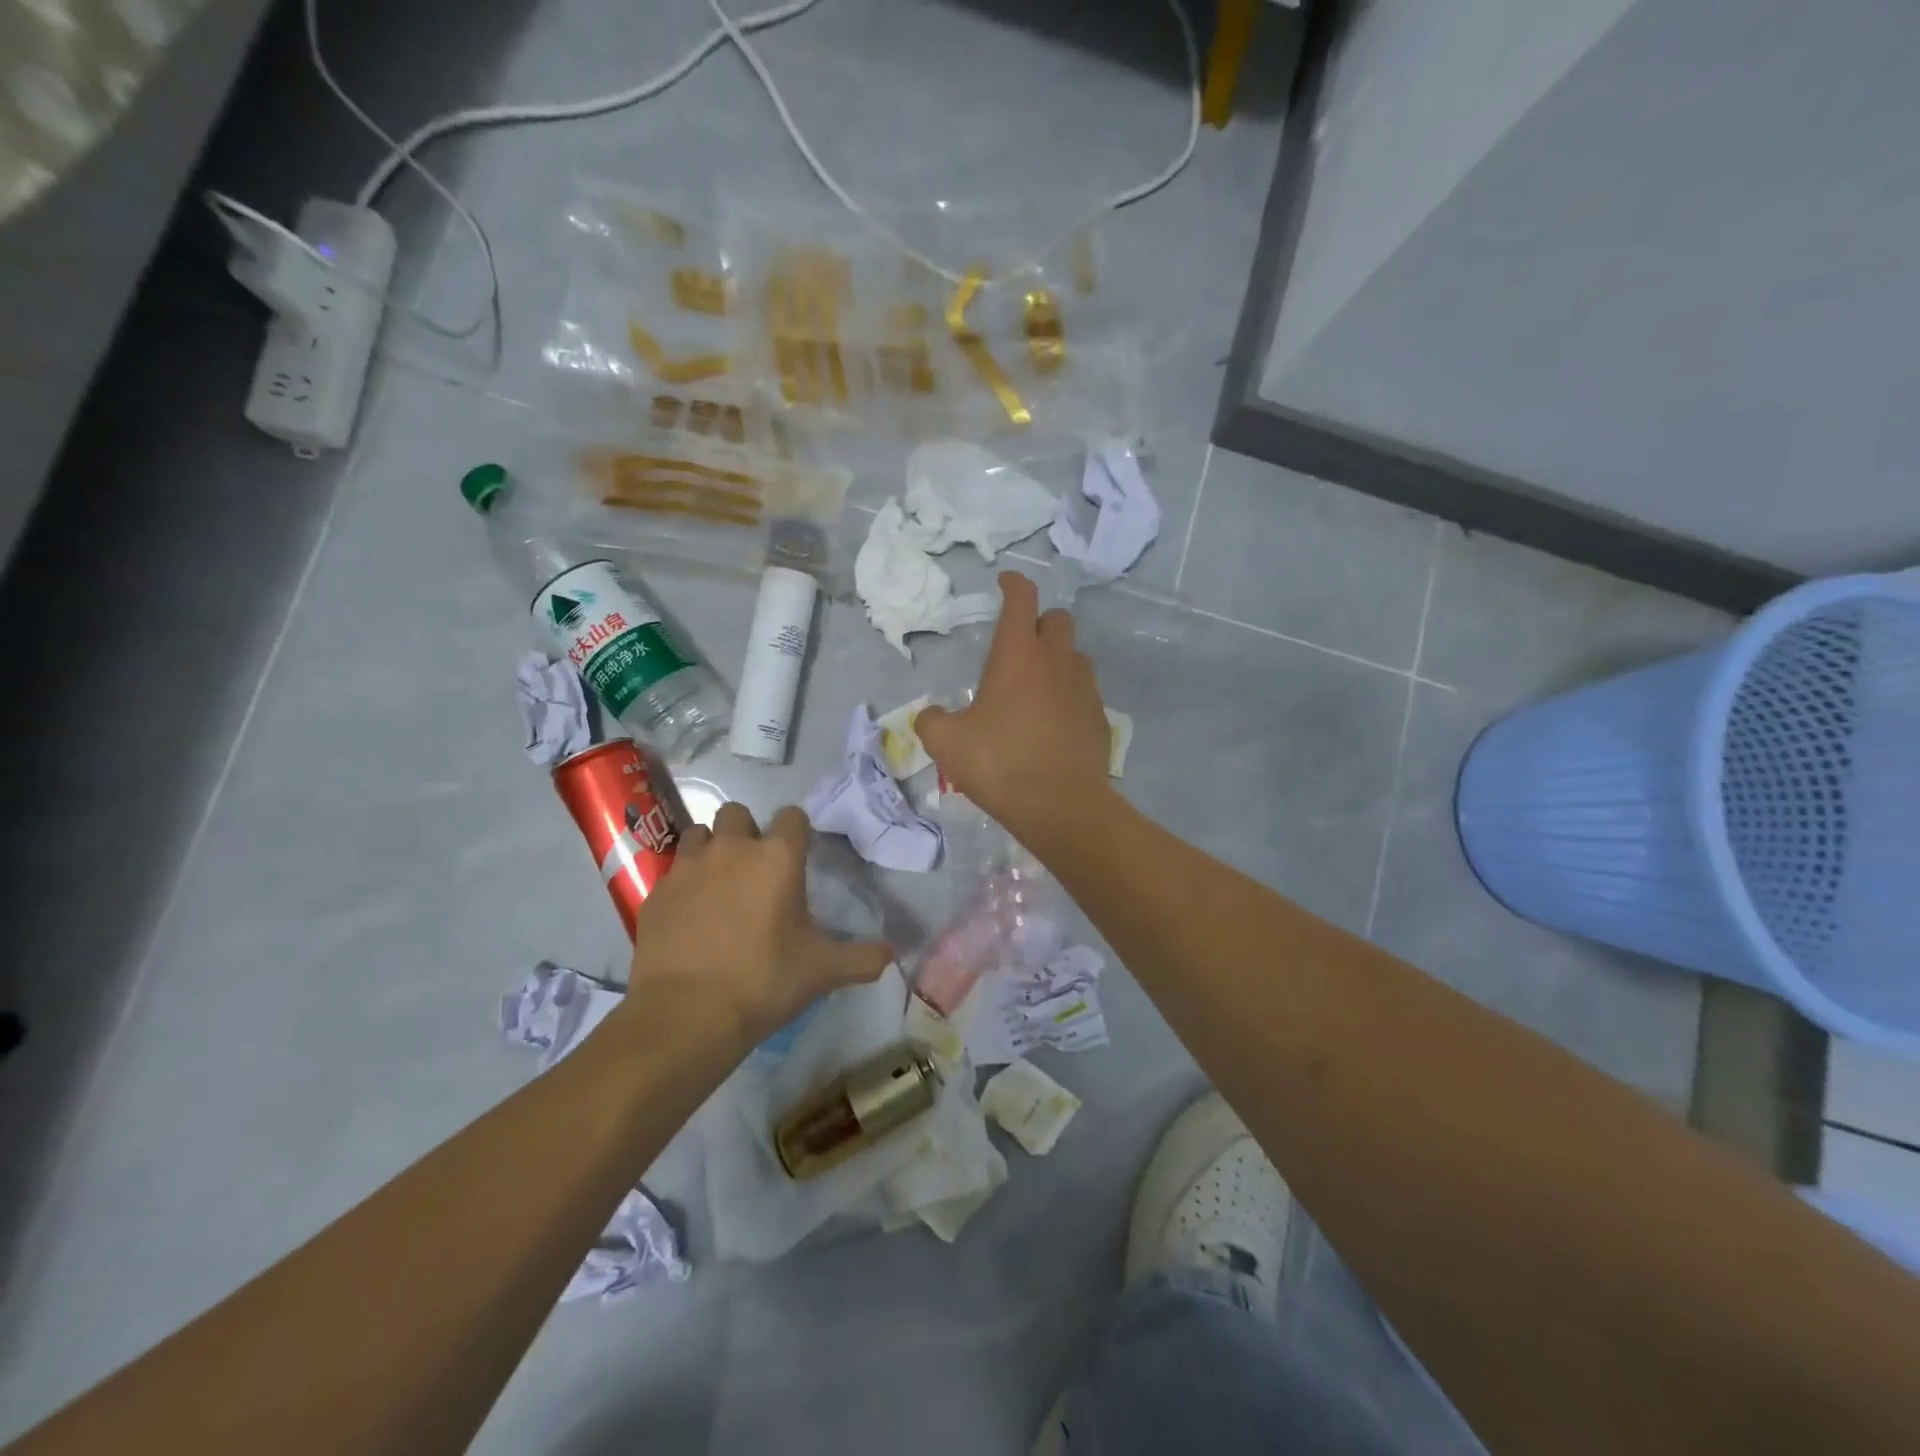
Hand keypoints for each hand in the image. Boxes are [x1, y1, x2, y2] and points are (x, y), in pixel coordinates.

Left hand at [619, 803, 892, 1048]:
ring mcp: (688, 868)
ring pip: (698, 834)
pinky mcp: (656, 893)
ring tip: (718, 884)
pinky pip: (672, 872)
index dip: (797, 831)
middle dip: (746, 832)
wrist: (687, 1014)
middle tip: (754, 869)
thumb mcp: (823, 971)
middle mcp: (731, 849)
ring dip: (710, 849)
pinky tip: (689, 916)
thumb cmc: (764, 981)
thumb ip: (862, 958)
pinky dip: (683, 884)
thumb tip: (892, 955)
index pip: (792, 816)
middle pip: (736, 813)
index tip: (798, 856)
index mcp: (777, 857)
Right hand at [917, 571, 1113, 841]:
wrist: (1061, 806)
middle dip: (1039, 622)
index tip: (1005, 582)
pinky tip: (1055, 722)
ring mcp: (1085, 689)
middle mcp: (1056, 661)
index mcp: (1018, 655)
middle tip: (1019, 645)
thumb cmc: (1000, 763)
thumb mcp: (947, 744)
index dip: (1013, 583)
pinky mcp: (1100, 718)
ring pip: (1075, 656)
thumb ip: (931, 721)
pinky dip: (1070, 695)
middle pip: (1057, 619)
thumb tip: (930, 715)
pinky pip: (1086, 693)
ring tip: (1037, 686)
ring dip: (1058, 659)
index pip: (1022, 598)